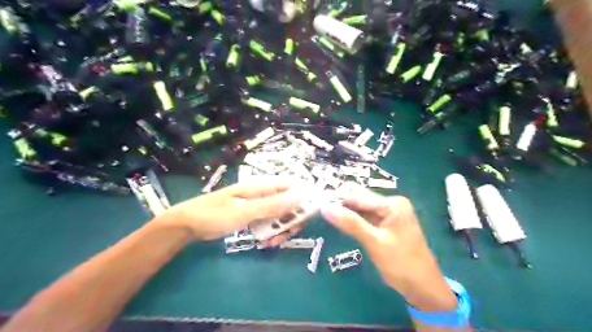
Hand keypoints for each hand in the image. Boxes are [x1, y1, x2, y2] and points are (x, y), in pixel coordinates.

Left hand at [156, 180, 301, 239]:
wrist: (188, 224)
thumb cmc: (215, 215)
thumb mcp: (245, 211)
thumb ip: (272, 204)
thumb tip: (301, 195)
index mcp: (263, 187)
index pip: (293, 188)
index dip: (302, 202)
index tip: (302, 220)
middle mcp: (264, 193)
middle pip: (289, 203)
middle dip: (290, 220)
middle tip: (283, 236)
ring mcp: (259, 205)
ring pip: (280, 215)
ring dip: (280, 229)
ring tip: (271, 242)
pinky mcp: (253, 215)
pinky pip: (270, 222)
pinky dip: (271, 232)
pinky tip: (265, 242)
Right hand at [322, 188, 453, 311]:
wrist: (424, 289)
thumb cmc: (402, 264)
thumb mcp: (374, 242)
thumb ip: (350, 223)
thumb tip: (325, 207)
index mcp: (392, 204)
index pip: (358, 197)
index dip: (337, 199)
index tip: (317, 203)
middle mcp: (391, 204)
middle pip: (360, 201)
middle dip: (340, 205)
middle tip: (318, 210)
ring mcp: (389, 214)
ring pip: (361, 209)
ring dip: (345, 213)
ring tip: (324, 215)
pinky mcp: (386, 225)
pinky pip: (366, 218)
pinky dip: (353, 221)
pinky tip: (339, 223)